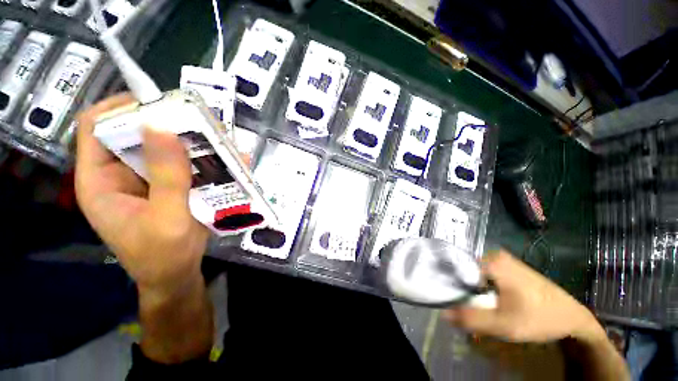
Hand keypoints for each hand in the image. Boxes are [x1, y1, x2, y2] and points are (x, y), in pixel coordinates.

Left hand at [75, 93, 209, 298]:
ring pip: (163, 148)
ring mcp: (145, 180)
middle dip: (167, 123)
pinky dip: (203, 159)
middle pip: (134, 133)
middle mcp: (119, 174)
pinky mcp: (166, 186)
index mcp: (100, 180)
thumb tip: (163, 127)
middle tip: (201, 121)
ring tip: (220, 140)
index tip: (160, 102)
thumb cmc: (163, 255)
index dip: (122, 107)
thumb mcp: (166, 218)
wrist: (177, 275)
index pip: (96, 127)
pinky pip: (182, 164)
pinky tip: (227, 160)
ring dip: (190, 142)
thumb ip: (166, 177)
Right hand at [443, 250, 602, 342]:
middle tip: (470, 309)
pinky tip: (491, 302)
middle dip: (464, 290)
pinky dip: (483, 288)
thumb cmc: (539, 318)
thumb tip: (443, 312)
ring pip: (475, 274)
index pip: (457, 268)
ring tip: (481, 308)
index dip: (452, 286)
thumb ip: (472, 318)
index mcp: (492, 261)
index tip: (454, 303)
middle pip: (466, 271)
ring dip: (473, 291)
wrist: (572, 318)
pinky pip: (485, 275)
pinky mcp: (509, 267)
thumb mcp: (504, 324)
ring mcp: (503, 259)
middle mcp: (494, 255)